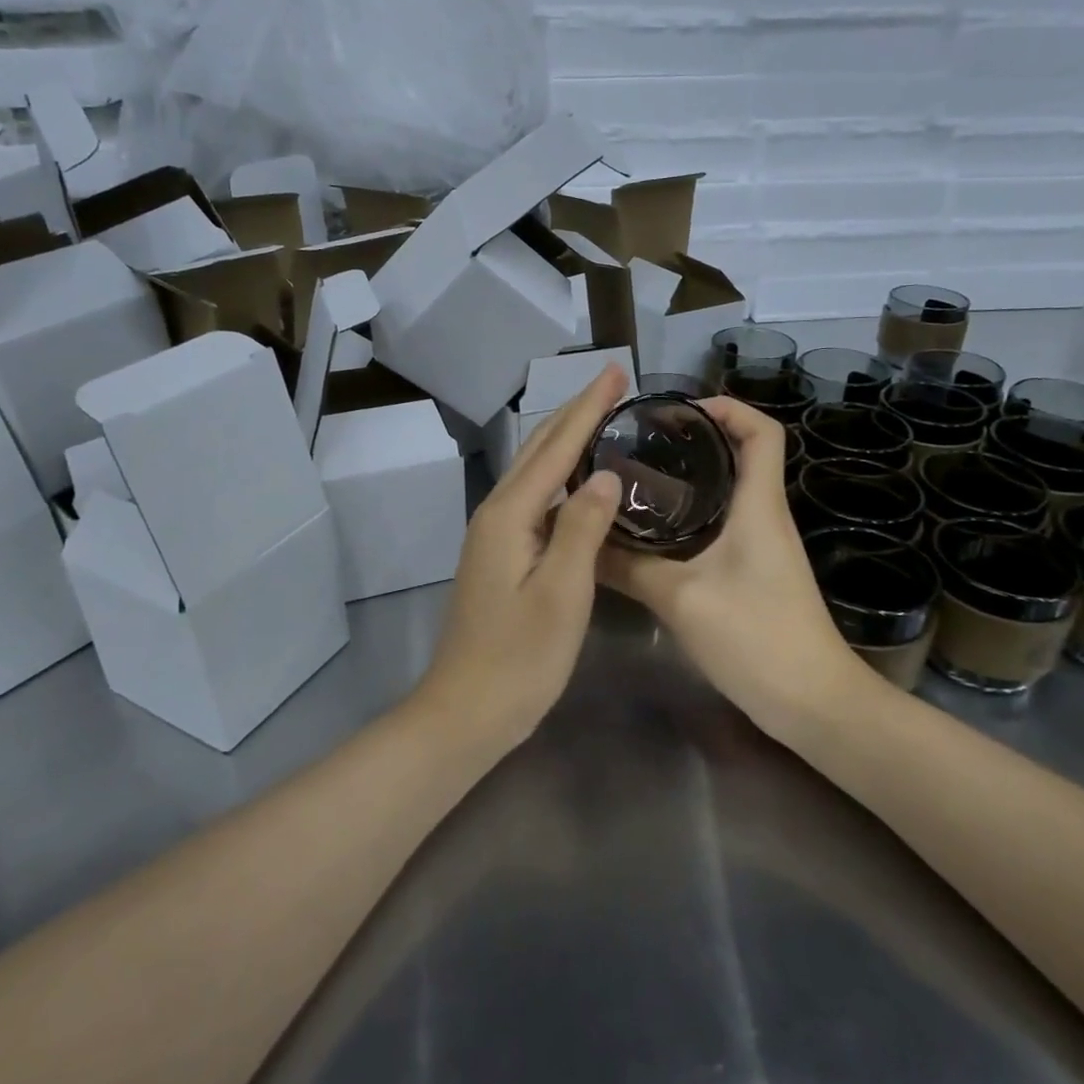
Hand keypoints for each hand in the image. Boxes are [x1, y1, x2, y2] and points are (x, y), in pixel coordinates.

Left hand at [412, 365, 627, 746]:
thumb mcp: (562, 593)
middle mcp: (496, 513)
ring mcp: (495, 535)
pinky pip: (536, 499)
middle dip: (576, 412)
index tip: (617, 372)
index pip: (556, 446)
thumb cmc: (519, 658)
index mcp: (509, 515)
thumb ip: (583, 528)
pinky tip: (582, 482)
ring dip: (567, 439)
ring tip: (603, 418)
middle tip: (614, 383)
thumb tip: (606, 474)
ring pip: (535, 472)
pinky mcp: (501, 556)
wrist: (466, 711)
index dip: (588, 407)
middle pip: (539, 449)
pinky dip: (561, 477)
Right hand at [598, 398, 857, 730]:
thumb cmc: (757, 638)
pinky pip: (726, 526)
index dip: (728, 407)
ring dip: (694, 478)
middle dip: (698, 439)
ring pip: (731, 492)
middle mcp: (766, 516)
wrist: (813, 703)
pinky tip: (658, 532)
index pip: (763, 432)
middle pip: (743, 455)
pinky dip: (695, 515)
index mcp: (759, 506)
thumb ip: (629, 567)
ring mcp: (764, 547)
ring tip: (639, 478)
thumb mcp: (681, 599)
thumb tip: (582, 542)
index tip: (680, 410)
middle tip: (643, 443)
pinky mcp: (756, 573)